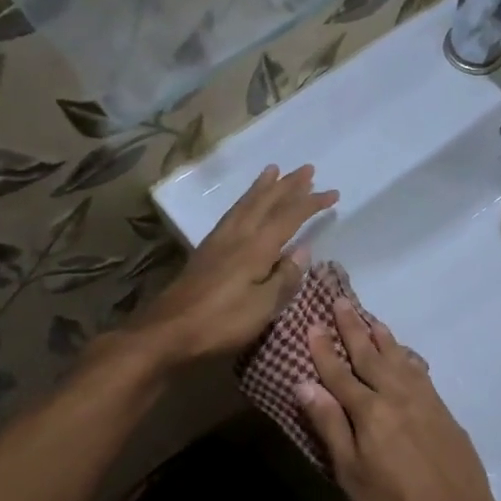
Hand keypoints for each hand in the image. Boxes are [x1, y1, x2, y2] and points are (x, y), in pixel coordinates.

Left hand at [129, 164, 337, 364]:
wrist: (167, 331)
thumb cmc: (220, 323)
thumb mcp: (262, 307)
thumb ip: (284, 278)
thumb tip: (303, 250)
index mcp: (255, 248)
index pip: (289, 218)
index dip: (311, 203)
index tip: (333, 193)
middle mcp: (237, 236)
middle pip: (265, 203)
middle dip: (288, 185)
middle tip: (306, 168)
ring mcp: (218, 242)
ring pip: (244, 205)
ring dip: (262, 187)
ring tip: (273, 171)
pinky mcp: (205, 252)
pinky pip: (231, 214)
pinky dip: (243, 202)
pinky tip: (244, 207)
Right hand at [297, 297, 500, 500]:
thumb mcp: (351, 473)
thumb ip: (330, 425)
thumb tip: (304, 384)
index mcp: (369, 411)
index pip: (339, 373)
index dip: (324, 349)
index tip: (312, 324)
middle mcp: (395, 395)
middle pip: (369, 355)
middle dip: (352, 328)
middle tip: (340, 301)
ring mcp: (422, 399)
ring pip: (397, 357)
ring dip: (381, 336)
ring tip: (369, 317)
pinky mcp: (441, 407)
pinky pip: (419, 370)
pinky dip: (407, 355)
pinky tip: (403, 351)